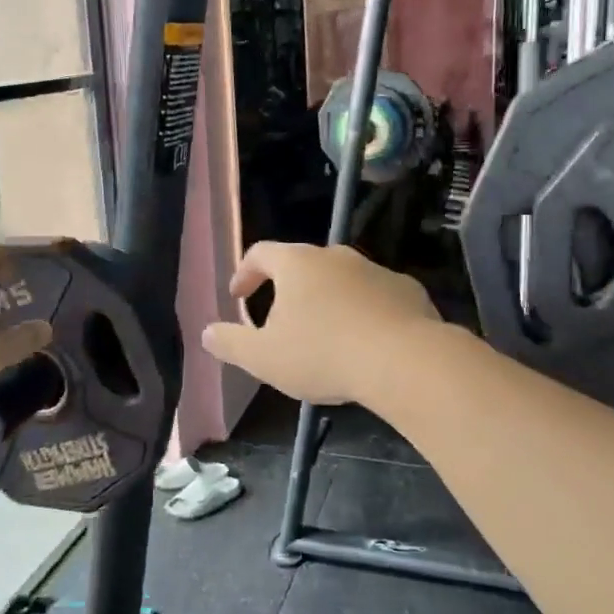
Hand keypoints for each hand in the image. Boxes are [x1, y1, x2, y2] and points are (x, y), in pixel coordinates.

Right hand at [201, 243, 443, 405]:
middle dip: (288, 290)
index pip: (261, 253)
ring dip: (328, 302)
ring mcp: (375, 269)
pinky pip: (375, 297)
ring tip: (326, 337)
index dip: (245, 272)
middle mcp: (335, 256)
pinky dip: (364, 312)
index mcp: (297, 263)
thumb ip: (231, 343)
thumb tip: (207, 332)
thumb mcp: (264, 358)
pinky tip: (366, 342)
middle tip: (281, 322)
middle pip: (303, 264)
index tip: (239, 296)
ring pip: (341, 280)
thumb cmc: (323, 354)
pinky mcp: (406, 289)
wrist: (405, 360)